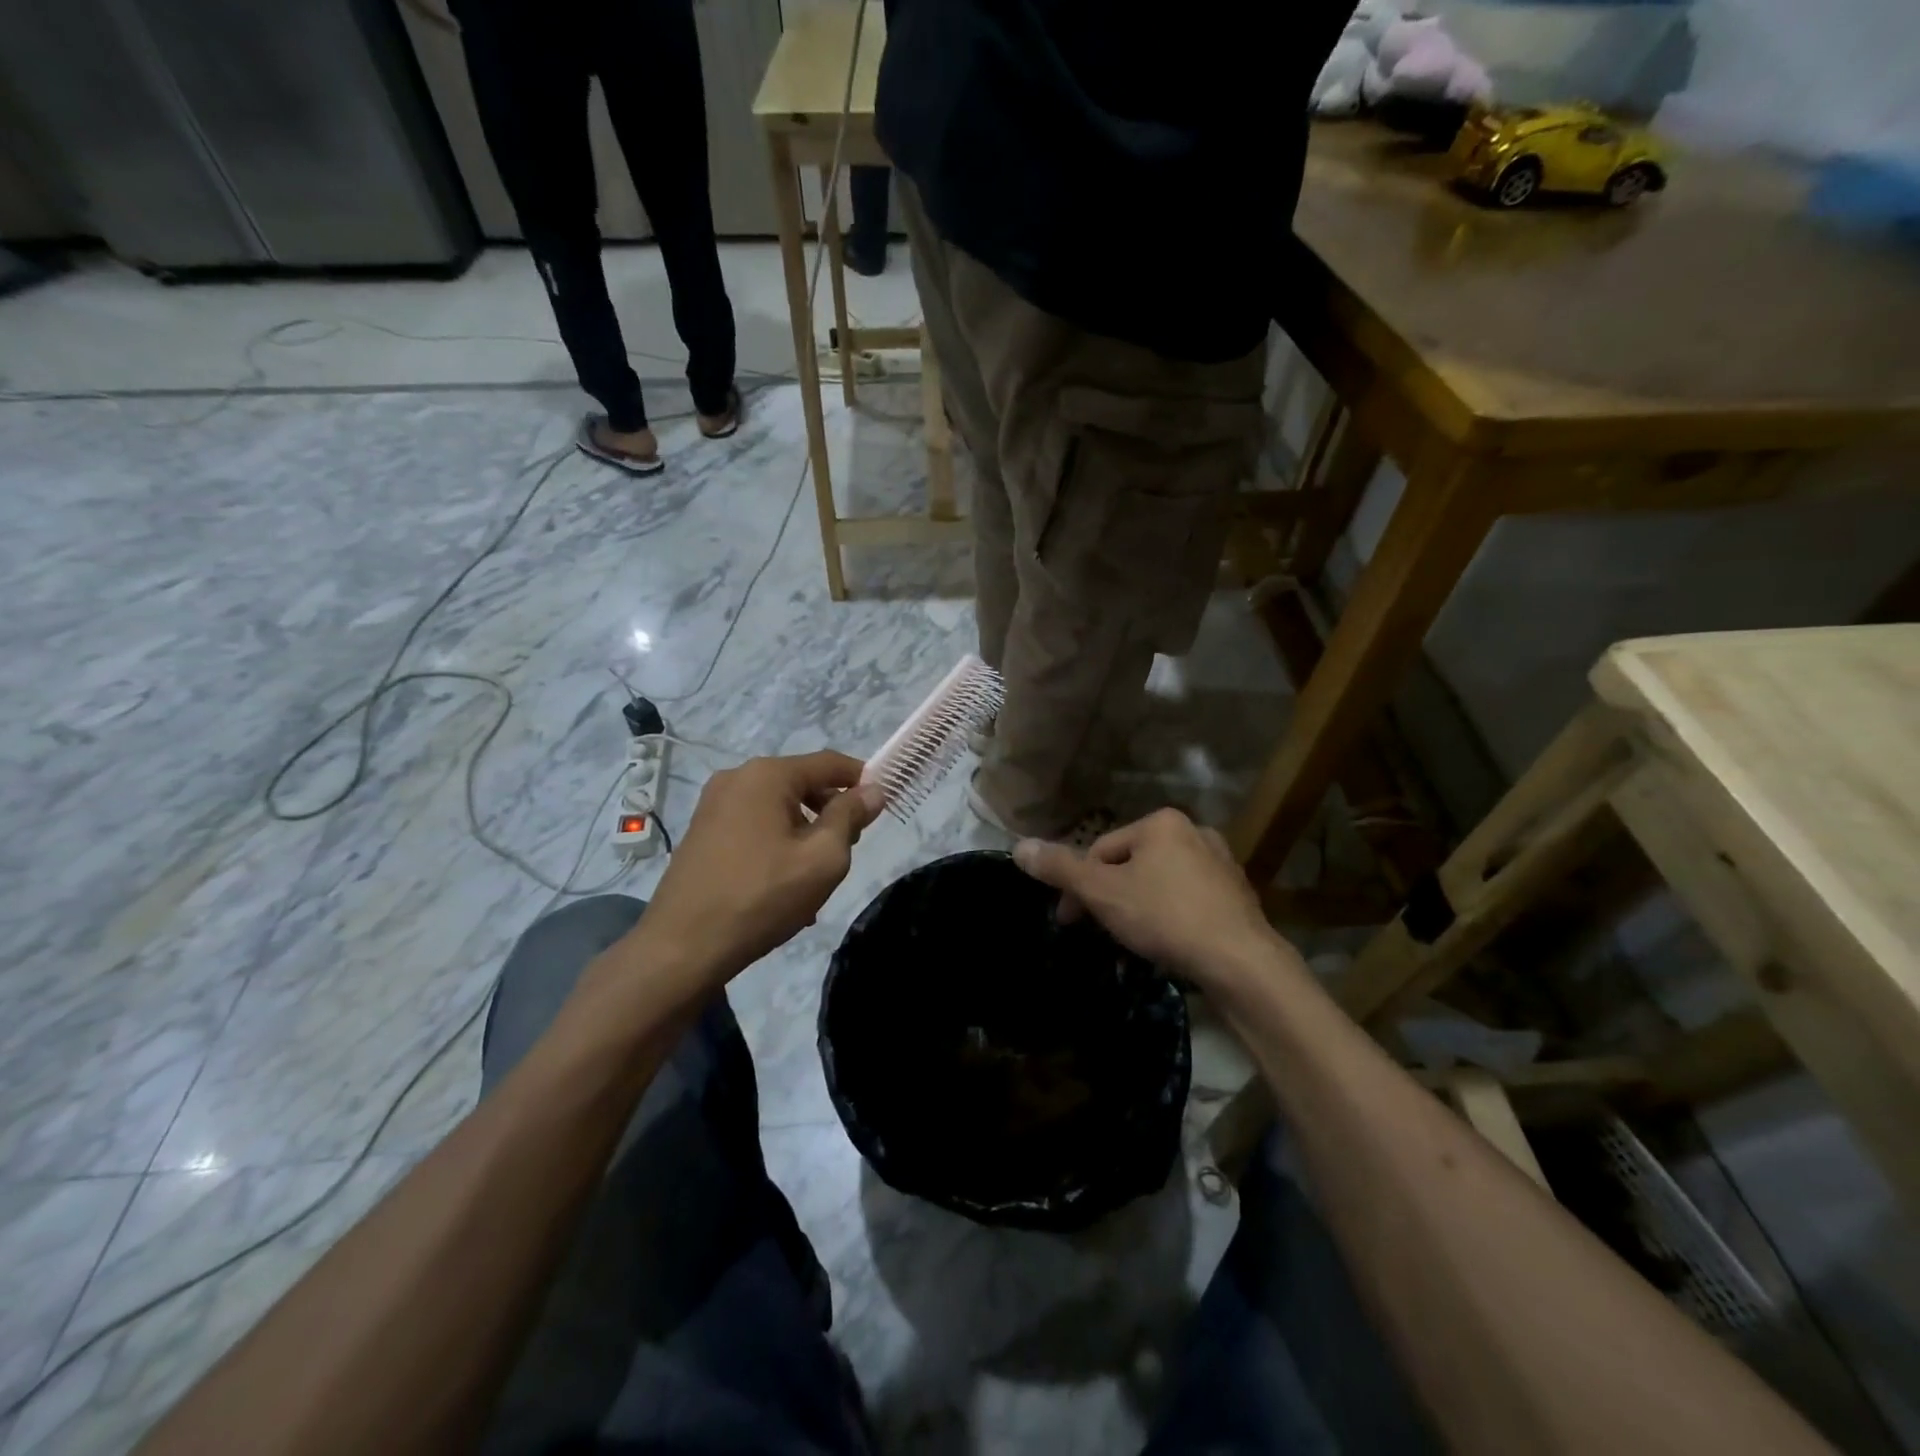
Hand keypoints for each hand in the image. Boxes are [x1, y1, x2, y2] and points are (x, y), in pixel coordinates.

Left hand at [626, 752, 886, 989]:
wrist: (682, 947)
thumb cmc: (761, 896)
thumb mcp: (822, 858)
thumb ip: (850, 817)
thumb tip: (872, 791)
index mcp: (767, 775)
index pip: (828, 763)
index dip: (861, 778)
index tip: (884, 802)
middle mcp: (737, 778)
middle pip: (801, 784)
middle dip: (831, 811)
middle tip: (849, 848)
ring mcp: (713, 805)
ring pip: (778, 809)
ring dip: (805, 834)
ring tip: (816, 877)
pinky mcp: (702, 832)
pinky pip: (754, 827)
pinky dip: (777, 845)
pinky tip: (784, 887)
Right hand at [1012, 809, 1286, 990]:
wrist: (1241, 962)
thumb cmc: (1165, 917)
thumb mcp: (1102, 893)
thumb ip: (1060, 869)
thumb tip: (1019, 846)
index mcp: (1160, 823)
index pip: (1100, 850)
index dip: (1077, 886)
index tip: (1067, 921)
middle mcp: (1194, 832)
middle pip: (1130, 864)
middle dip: (1108, 897)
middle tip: (1097, 932)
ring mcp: (1220, 863)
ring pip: (1158, 882)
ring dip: (1137, 907)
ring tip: (1131, 941)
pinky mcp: (1237, 894)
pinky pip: (1187, 899)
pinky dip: (1169, 916)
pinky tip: (1167, 943)